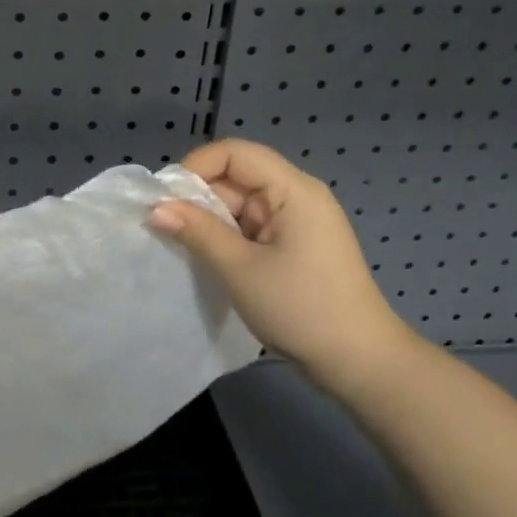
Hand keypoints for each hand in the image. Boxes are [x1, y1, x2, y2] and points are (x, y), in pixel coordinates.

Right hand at [150, 138, 419, 396]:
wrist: (360, 363)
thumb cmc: (302, 309)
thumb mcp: (241, 269)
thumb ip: (197, 232)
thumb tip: (155, 208)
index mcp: (293, 190)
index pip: (235, 153)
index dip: (196, 166)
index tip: (165, 198)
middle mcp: (297, 196)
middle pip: (237, 177)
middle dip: (199, 197)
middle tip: (163, 226)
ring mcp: (297, 222)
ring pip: (240, 204)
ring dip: (210, 220)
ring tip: (180, 244)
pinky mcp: (295, 246)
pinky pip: (251, 227)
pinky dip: (227, 237)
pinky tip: (207, 257)